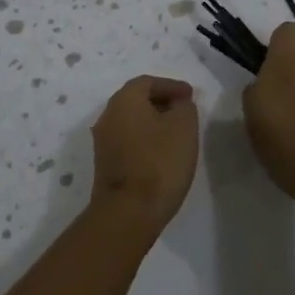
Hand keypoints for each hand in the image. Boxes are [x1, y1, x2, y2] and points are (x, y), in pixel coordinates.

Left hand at [89, 76, 199, 235]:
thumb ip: (184, 107)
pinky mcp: (105, 165)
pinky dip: (145, 140)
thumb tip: (178, 104)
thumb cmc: (159, 162)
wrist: (127, 212)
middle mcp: (108, 116)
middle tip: (184, 111)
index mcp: (124, 100)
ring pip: (131, 122)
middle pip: (136, 100)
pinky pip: (128, 141)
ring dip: (153, 123)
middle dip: (161, 102)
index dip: (171, 86)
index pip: (148, 82)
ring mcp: (103, 142)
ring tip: (177, 133)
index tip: (191, 96)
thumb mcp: (183, 127)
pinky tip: (162, 154)